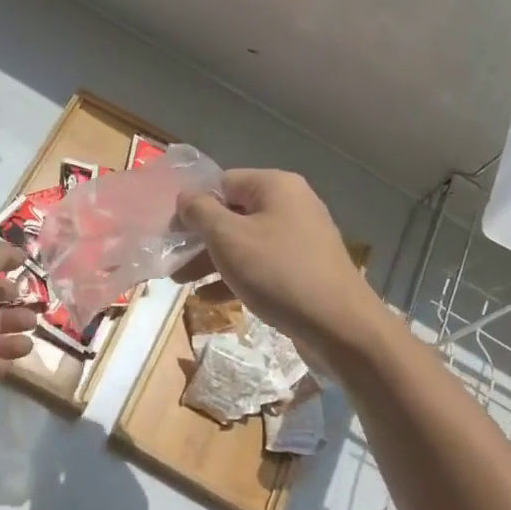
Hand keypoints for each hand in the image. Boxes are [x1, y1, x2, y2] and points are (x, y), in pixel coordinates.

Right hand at [177, 170, 380, 357]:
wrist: (340, 326)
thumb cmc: (278, 273)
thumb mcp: (228, 238)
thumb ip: (200, 212)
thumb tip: (185, 197)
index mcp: (275, 186)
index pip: (222, 183)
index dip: (192, 205)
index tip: (170, 233)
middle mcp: (291, 204)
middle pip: (232, 213)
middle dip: (199, 238)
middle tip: (171, 261)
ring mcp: (300, 238)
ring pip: (244, 241)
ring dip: (212, 260)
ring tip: (181, 283)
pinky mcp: (304, 268)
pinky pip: (261, 264)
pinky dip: (235, 276)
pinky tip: (209, 298)